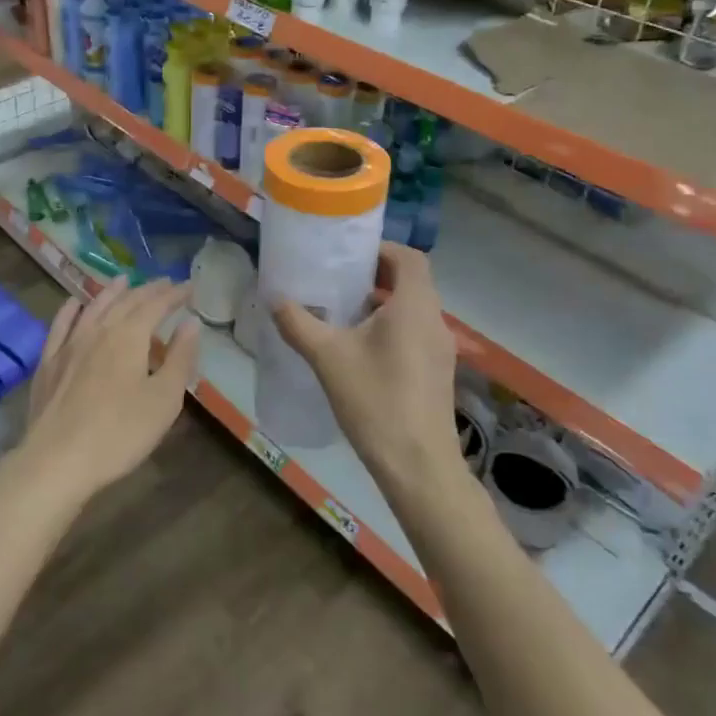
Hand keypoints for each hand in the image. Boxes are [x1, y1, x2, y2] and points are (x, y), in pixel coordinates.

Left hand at [14, 277, 200, 507]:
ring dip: (112, 292)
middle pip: (126, 302)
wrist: (57, 461)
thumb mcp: (164, 399)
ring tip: (123, 280)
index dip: (174, 294)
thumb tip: (191, 323)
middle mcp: (98, 330)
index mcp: (130, 336)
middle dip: (148, 290)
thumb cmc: (120, 432)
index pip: (156, 305)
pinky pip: (60, 326)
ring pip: (93, 307)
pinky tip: (74, 304)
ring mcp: (69, 345)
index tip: (189, 286)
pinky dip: (70, 310)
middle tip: (163, 283)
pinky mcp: (48, 363)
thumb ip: (180, 358)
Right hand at [272, 244, 458, 483]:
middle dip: (378, 275)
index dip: (382, 249)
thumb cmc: (375, 401)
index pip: (409, 258)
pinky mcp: (439, 373)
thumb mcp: (328, 357)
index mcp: (415, 306)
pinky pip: (417, 333)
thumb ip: (299, 323)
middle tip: (341, 280)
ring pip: (415, 309)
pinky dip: (394, 327)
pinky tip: (363, 351)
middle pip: (413, 282)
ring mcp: (441, 349)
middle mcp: (435, 321)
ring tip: (346, 313)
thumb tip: (274, 298)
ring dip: (385, 303)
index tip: (351, 255)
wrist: (418, 465)